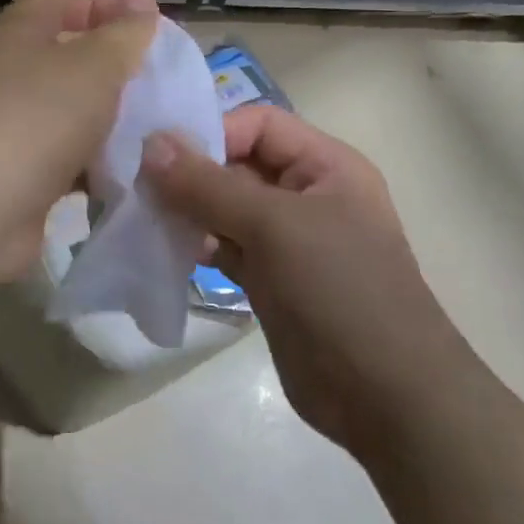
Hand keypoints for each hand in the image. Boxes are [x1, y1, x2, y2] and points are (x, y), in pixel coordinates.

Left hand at [0, 0, 157, 282]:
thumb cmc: (38, 118)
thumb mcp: (95, 64)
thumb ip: (125, 33)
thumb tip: (142, 0)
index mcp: (19, 31)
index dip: (106, 3)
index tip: (151, 26)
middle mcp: (8, 71)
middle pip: (67, 54)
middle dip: (114, 65)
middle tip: (158, 80)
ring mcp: (9, 123)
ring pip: (68, 109)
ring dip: (108, 117)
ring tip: (154, 128)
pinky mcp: (16, 170)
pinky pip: (64, 155)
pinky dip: (93, 161)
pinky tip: (127, 171)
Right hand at [141, 105, 453, 449]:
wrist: (386, 398)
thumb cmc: (339, 291)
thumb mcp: (274, 226)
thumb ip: (208, 184)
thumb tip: (150, 144)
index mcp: (326, 166)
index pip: (258, 125)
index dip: (212, 132)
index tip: (159, 157)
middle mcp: (307, 195)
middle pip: (237, 165)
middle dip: (189, 174)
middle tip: (137, 189)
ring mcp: (288, 241)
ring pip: (226, 209)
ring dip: (187, 211)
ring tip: (144, 220)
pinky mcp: (270, 281)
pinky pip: (225, 248)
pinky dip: (196, 245)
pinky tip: (164, 251)